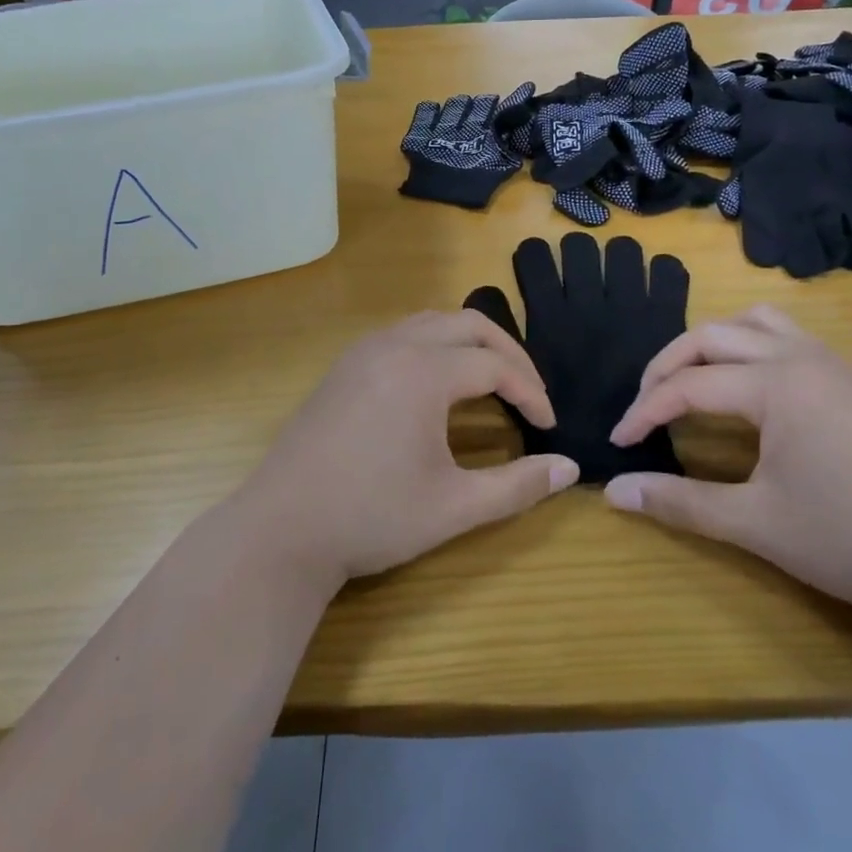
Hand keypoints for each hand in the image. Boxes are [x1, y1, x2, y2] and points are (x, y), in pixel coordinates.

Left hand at [231, 312, 578, 587]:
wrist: (281, 530)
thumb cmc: (371, 518)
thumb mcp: (454, 507)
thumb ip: (518, 485)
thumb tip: (570, 468)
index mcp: (422, 372)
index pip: (494, 365)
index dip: (531, 392)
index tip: (548, 426)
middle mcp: (394, 345)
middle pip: (468, 324)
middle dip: (508, 353)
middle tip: (530, 393)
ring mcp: (363, 351)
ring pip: (432, 322)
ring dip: (470, 343)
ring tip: (492, 382)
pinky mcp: (344, 366)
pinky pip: (403, 334)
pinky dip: (436, 346)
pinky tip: (440, 386)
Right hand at [603, 306, 851, 629]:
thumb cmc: (848, 539)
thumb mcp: (753, 523)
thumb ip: (678, 502)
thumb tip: (613, 492)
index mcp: (776, 384)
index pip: (688, 385)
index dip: (645, 411)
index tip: (619, 441)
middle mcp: (801, 357)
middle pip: (712, 336)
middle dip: (667, 366)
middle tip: (645, 406)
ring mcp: (832, 364)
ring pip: (755, 322)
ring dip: (712, 343)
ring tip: (692, 379)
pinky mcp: (851, 380)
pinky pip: (788, 336)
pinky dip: (750, 345)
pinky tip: (748, 387)